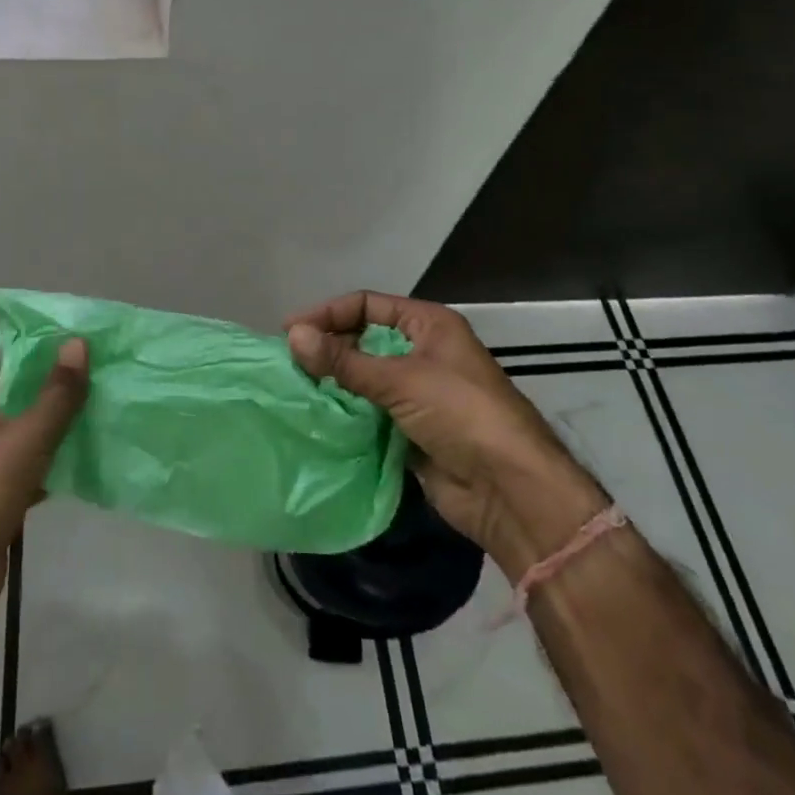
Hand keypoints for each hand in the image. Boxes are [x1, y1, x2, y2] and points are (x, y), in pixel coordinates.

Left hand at [0, 341, 88, 616]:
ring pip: (9, 439)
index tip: (44, 365)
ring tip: (82, 423)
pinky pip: (14, 473)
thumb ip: (56, 393)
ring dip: (41, 433)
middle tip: (74, 389)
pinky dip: (39, 469)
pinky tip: (70, 472)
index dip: (6, 361)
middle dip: (35, 396)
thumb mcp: (28, 437)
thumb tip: (77, 343)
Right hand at [287, 293, 602, 569]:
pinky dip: (345, 414)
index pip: (368, 305)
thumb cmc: (460, 414)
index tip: (289, 331)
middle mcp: (422, 353)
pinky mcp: (410, 430)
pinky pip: (369, 413)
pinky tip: (316, 418)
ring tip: (293, 389)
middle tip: (287, 362)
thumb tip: (292, 335)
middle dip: (328, 348)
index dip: (329, 314)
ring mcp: (417, 393)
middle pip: (364, 340)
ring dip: (333, 383)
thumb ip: (344, 360)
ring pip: (364, 379)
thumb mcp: (400, 379)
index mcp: (429, 325)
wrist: (508, 489)